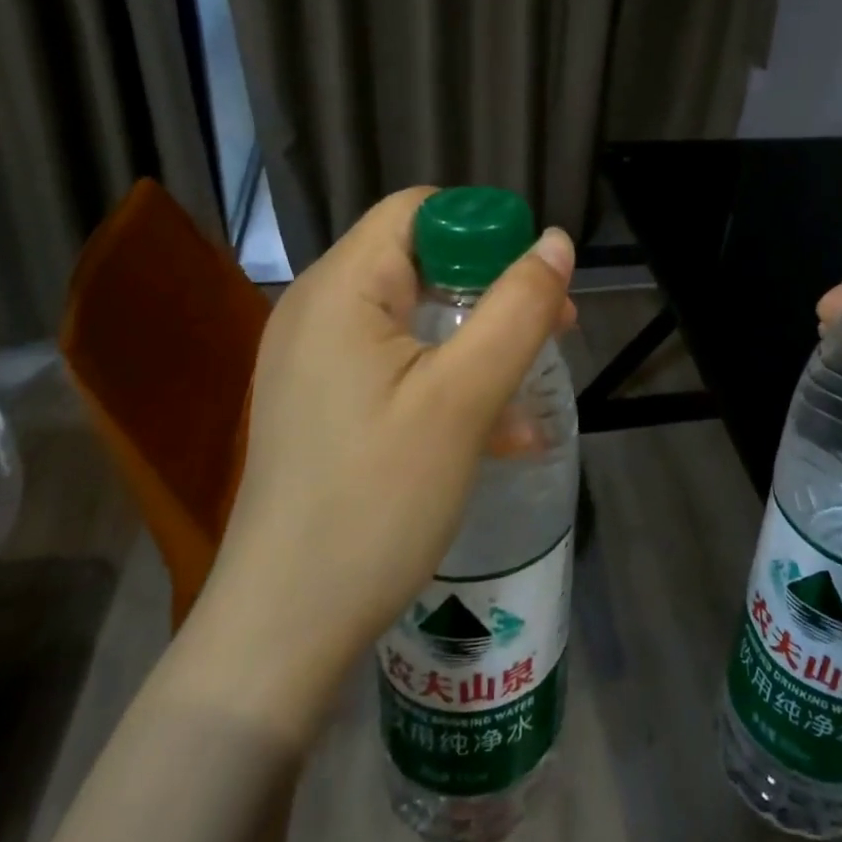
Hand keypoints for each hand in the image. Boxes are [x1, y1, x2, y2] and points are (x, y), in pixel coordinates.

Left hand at [186, 187, 576, 727]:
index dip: (484, 230)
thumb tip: (557, 243)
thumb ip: (517, 310)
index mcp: (341, 288)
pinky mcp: (325, 401)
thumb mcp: (463, 398)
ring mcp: (317, 359)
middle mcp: (319, 309)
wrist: (284, 630)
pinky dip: (448, 377)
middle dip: (493, 287)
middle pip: (420, 260)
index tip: (532, 280)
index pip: (419, 210)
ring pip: (416, 316)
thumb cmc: (376, 500)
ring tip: (533, 378)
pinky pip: (397, 363)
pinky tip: (500, 431)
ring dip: (479, 336)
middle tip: (552, 327)